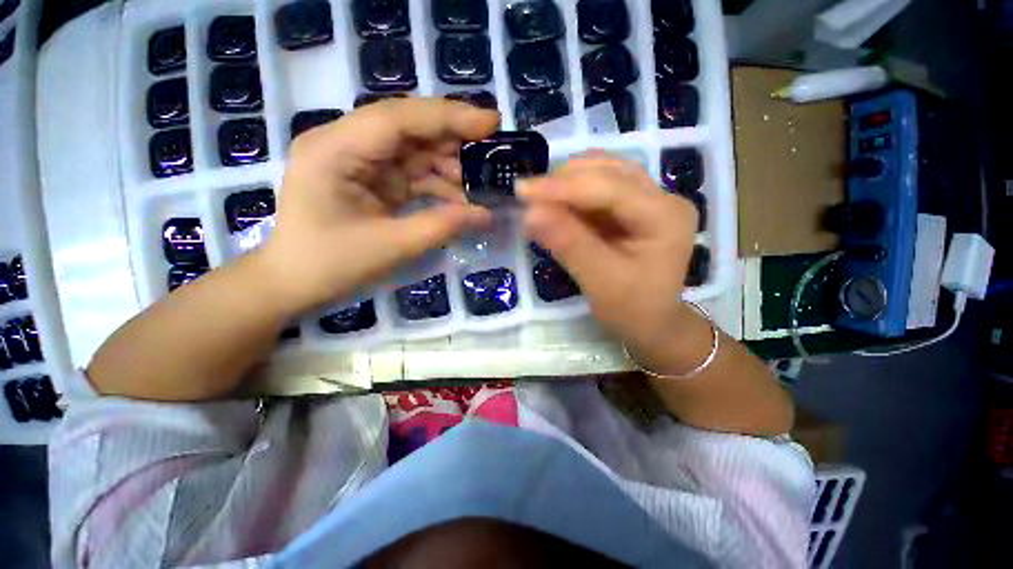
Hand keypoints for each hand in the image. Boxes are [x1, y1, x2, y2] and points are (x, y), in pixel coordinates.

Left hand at [259, 98, 498, 312]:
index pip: (398, 118)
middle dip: (453, 139)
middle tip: (493, 151)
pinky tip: (459, 198)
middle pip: (408, 128)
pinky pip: (410, 173)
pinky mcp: (369, 179)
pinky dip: (436, 184)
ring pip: (413, 151)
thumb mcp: (392, 247)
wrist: (294, 284)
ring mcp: (357, 161)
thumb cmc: (331, 266)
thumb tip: (486, 214)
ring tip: (479, 183)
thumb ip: (442, 226)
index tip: (491, 123)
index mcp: (335, 150)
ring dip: (447, 166)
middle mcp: (344, 144)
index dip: (448, 117)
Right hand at [518, 151, 705, 372]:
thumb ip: (568, 244)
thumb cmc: (632, 309)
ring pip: (601, 173)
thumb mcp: (600, 282)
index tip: (522, 191)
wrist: (652, 322)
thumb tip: (530, 213)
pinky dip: (571, 195)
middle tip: (527, 198)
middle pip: (607, 170)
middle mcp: (662, 197)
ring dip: (566, 184)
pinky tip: (554, 207)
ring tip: (538, 202)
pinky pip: (598, 188)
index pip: (610, 187)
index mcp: (665, 215)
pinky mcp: (633, 206)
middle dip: (563, 181)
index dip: (563, 186)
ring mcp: (649, 198)